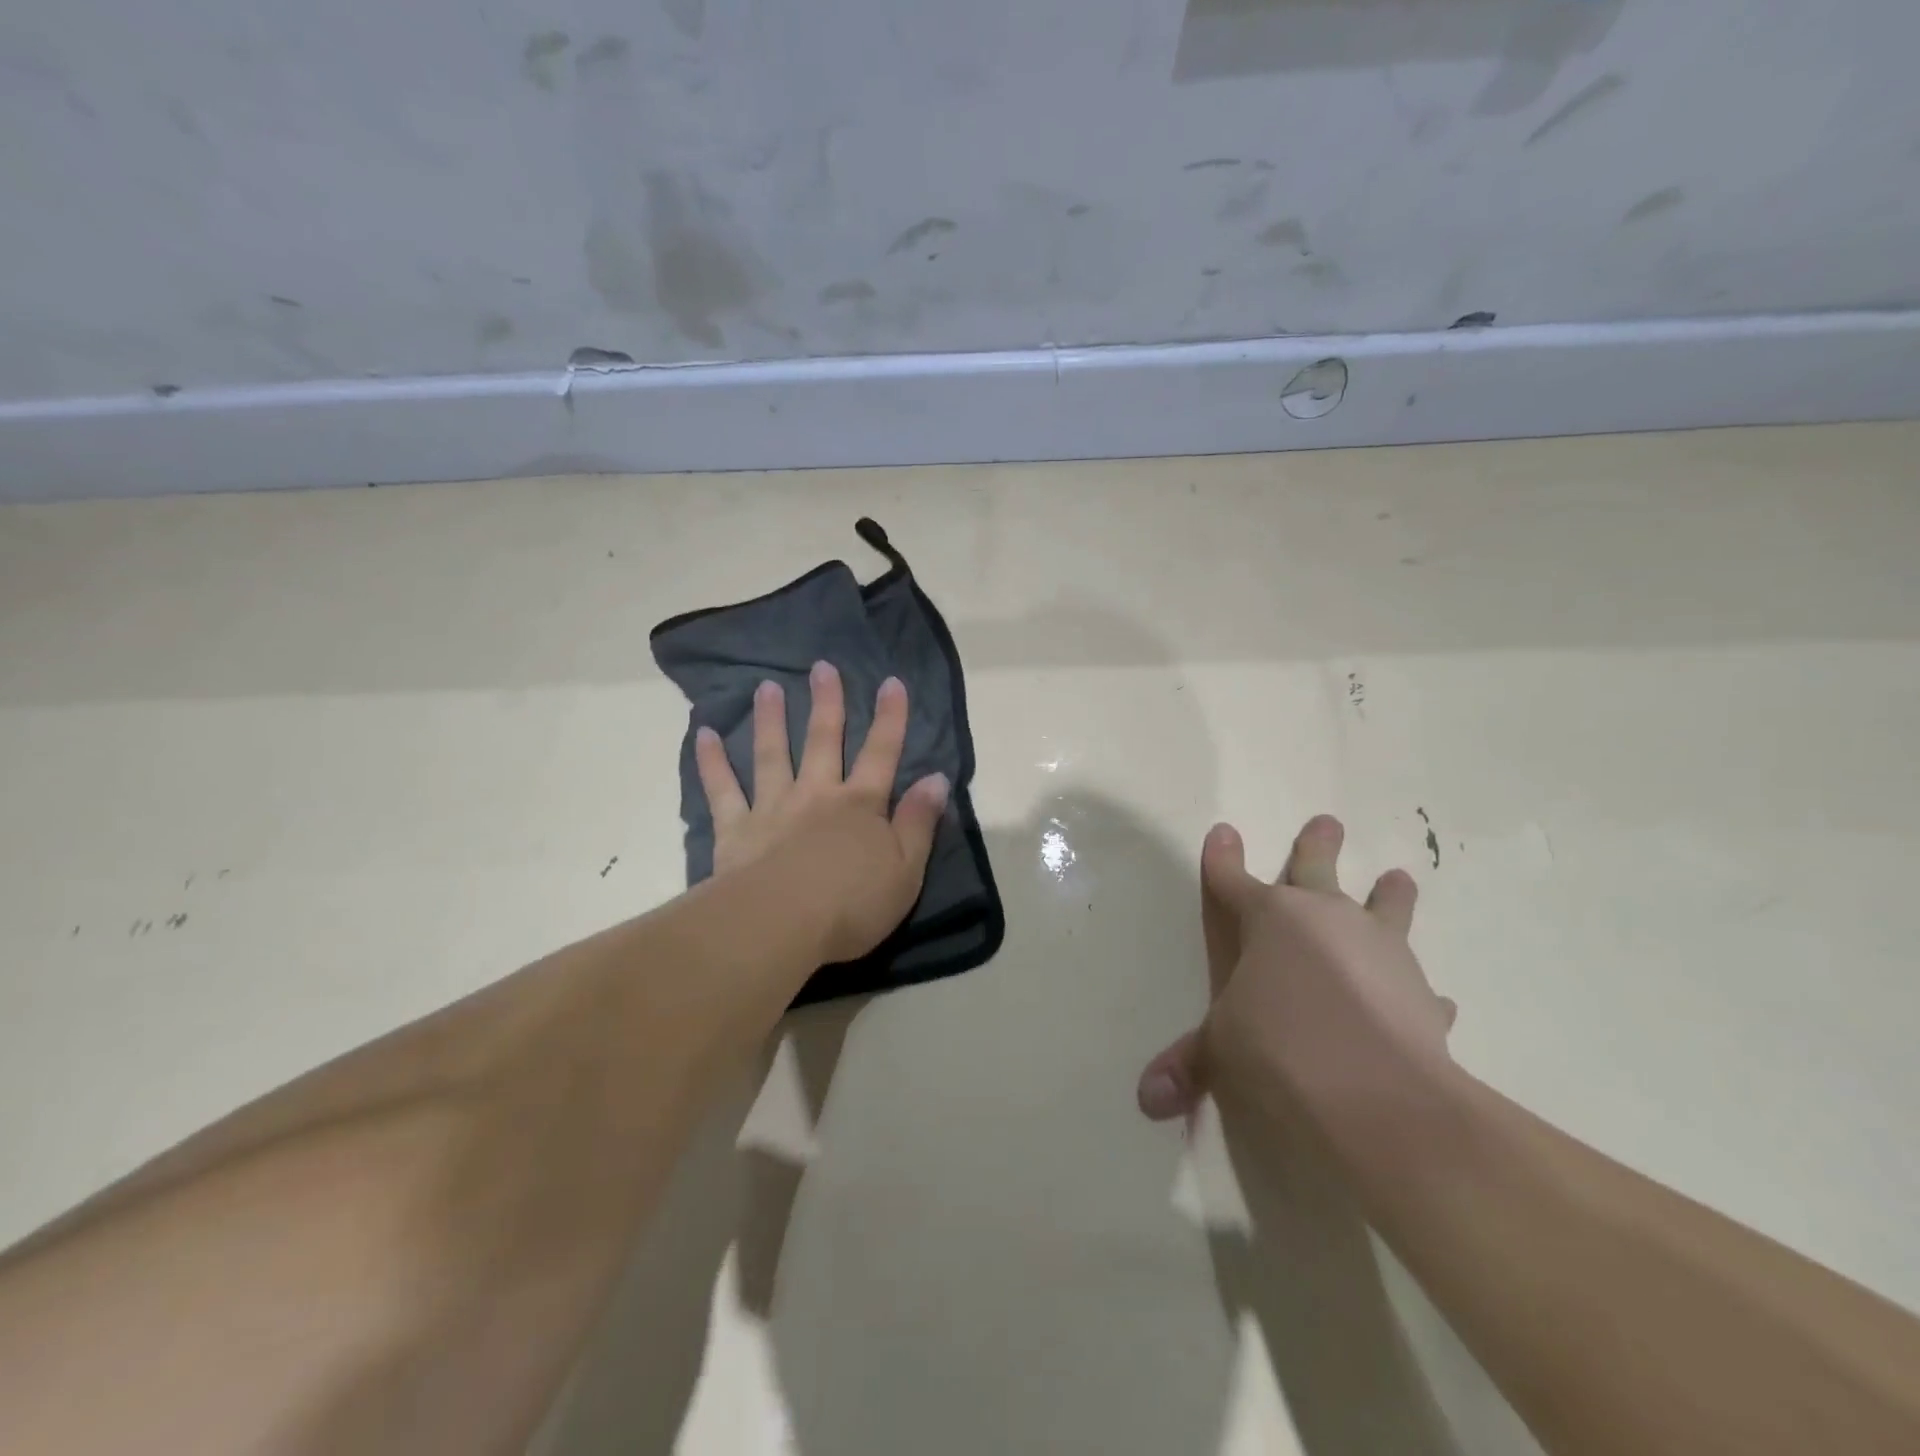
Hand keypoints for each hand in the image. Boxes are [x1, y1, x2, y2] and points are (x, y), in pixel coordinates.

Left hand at [695, 661, 949, 964]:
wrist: (780, 926)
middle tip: (823, 667)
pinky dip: (712, 762)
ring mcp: (773, 808)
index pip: (882, 753)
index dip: (890, 718)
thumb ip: (919, 822)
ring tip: (766, 687)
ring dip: (770, 720)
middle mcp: (817, 795)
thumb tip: (937, 778)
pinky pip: (722, 790)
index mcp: (860, 805)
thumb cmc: (852, 904)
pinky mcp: (736, 830)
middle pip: (823, 741)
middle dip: (827, 703)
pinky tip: (703, 735)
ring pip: (772, 755)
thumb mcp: (906, 869)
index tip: (891, 682)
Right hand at [1136, 815, 1456, 1125]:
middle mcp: (1326, 921)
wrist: (1379, 1097)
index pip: (1232, 880)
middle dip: (1316, 845)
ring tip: (1398, 878)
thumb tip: (1147, 1098)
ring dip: (1389, 896)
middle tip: (1327, 821)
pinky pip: (1419, 986)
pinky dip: (1419, 991)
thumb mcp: (1222, 1051)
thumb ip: (1189, 1064)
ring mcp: (1380, 953)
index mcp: (1270, 920)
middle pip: (1316, 869)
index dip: (1222, 858)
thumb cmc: (1281, 1048)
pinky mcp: (1421, 998)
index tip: (1222, 832)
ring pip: (1386, 909)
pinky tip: (1435, 1000)